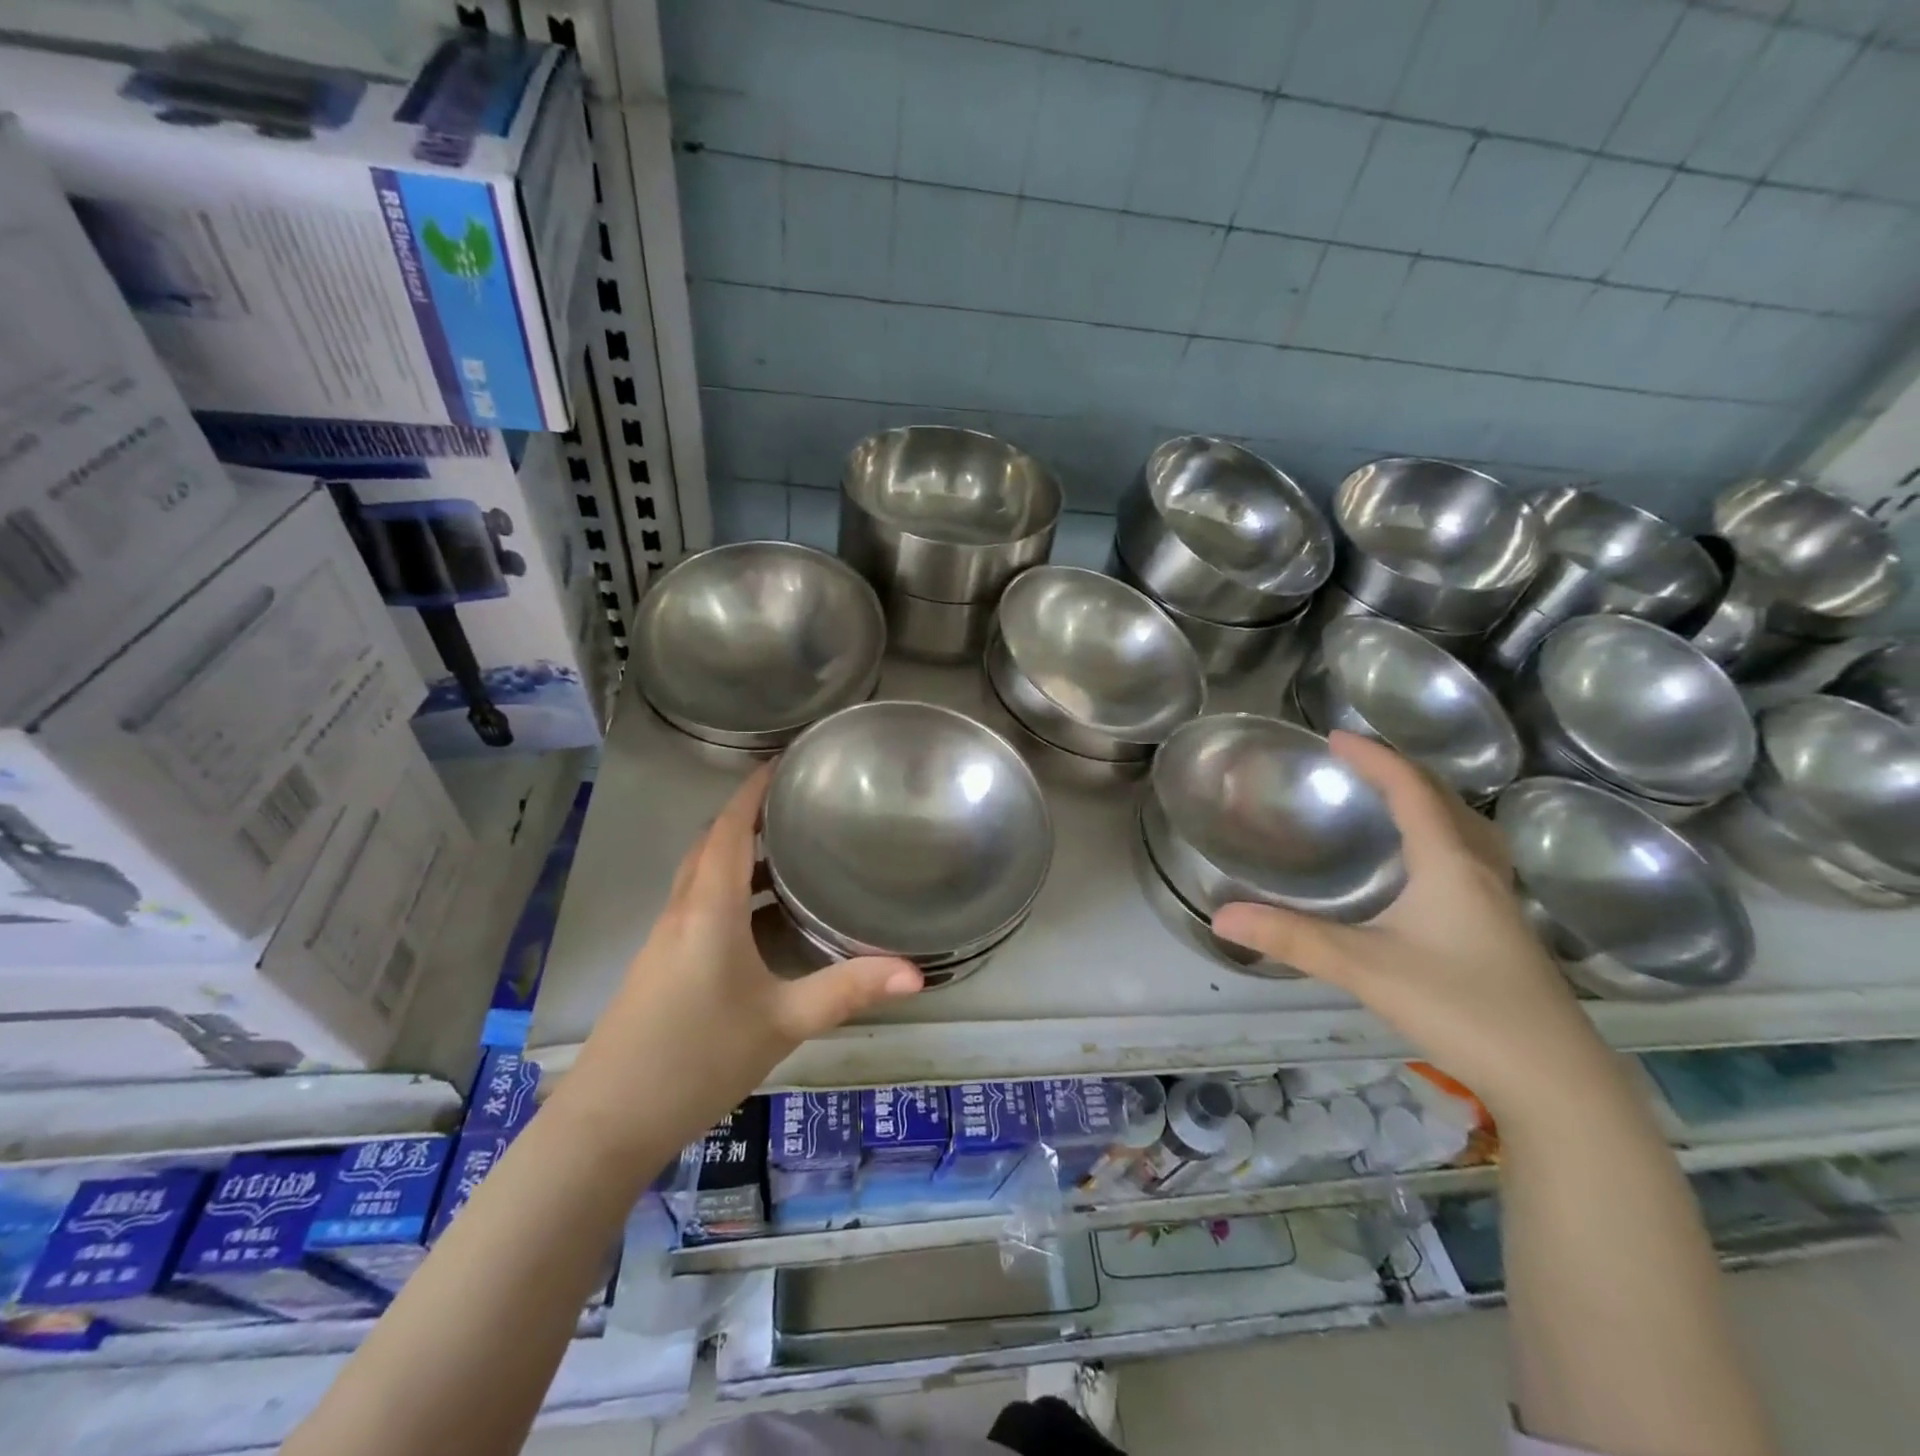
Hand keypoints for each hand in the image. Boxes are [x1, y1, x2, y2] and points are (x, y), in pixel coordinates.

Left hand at [559, 766, 921, 1154]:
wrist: (608, 1122)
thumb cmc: (698, 1058)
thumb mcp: (783, 1022)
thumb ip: (847, 991)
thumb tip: (915, 973)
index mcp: (709, 909)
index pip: (729, 829)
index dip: (753, 791)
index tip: (782, 762)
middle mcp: (682, 911)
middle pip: (712, 844)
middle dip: (750, 816)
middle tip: (798, 803)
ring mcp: (665, 938)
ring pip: (702, 875)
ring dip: (739, 852)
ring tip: (789, 849)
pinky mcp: (660, 964)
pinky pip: (698, 904)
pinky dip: (729, 888)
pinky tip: (760, 915)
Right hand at [1211, 732, 1612, 1119]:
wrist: (1555, 1081)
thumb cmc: (1461, 1008)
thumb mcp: (1365, 968)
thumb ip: (1292, 938)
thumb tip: (1222, 915)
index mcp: (1450, 864)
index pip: (1412, 791)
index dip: (1375, 758)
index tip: (1336, 736)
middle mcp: (1480, 871)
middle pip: (1447, 802)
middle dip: (1403, 772)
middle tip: (1361, 764)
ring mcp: (1500, 903)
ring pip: (1468, 831)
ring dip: (1430, 803)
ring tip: (1394, 801)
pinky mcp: (1505, 932)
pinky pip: (1472, 859)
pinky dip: (1443, 838)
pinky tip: (1428, 869)